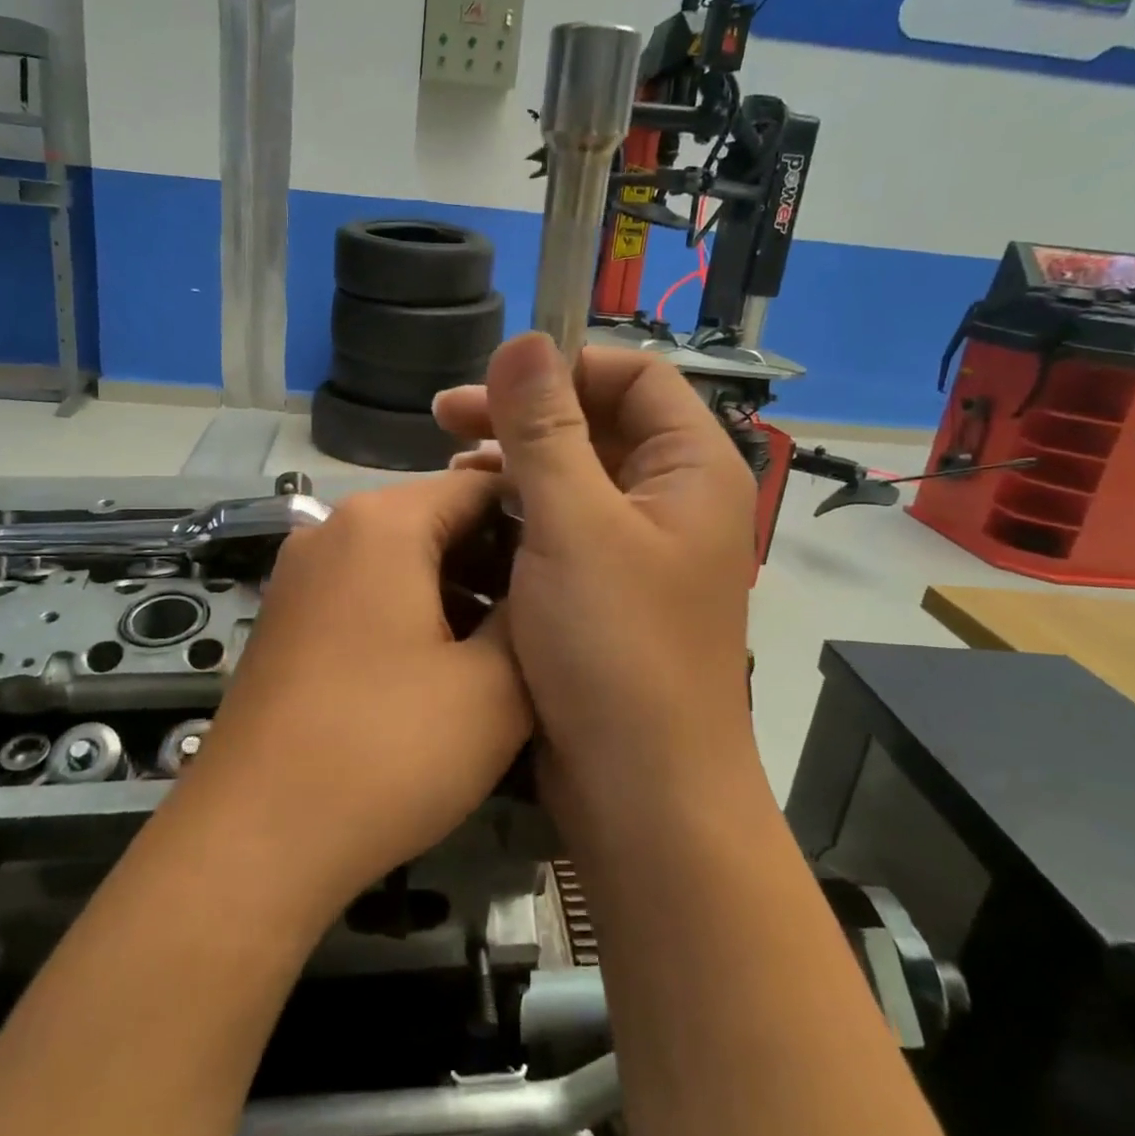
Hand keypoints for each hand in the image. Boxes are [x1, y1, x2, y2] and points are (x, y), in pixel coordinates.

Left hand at [171, 471, 533, 911]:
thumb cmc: (386, 750)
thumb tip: (543, 585)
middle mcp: (332, 530)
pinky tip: (443, 671)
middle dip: (496, 563)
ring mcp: (301, 576)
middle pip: (437, 520)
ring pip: (401, 561)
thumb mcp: (493, 688)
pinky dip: (412, 615)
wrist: (252, 840)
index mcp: (382, 522)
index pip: (479, 485)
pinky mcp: (287, 620)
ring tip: (503, 652)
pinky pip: (366, 594)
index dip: (536, 520)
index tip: (577, 568)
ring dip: (457, 594)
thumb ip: (530, 618)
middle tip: (546, 619)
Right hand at [432, 335, 758, 807]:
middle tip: (444, 419)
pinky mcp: (606, 590)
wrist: (643, 795)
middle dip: (523, 416)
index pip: (634, 376)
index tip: (492, 385)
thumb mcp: (572, 525)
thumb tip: (523, 340)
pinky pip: (562, 527)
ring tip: (452, 472)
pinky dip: (519, 515)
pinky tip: (473, 522)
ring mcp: (639, 549)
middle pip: (599, 425)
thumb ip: (545, 429)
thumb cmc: (616, 649)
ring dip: (514, 465)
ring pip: (574, 477)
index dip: (564, 368)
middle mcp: (672, 501)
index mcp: (691, 470)